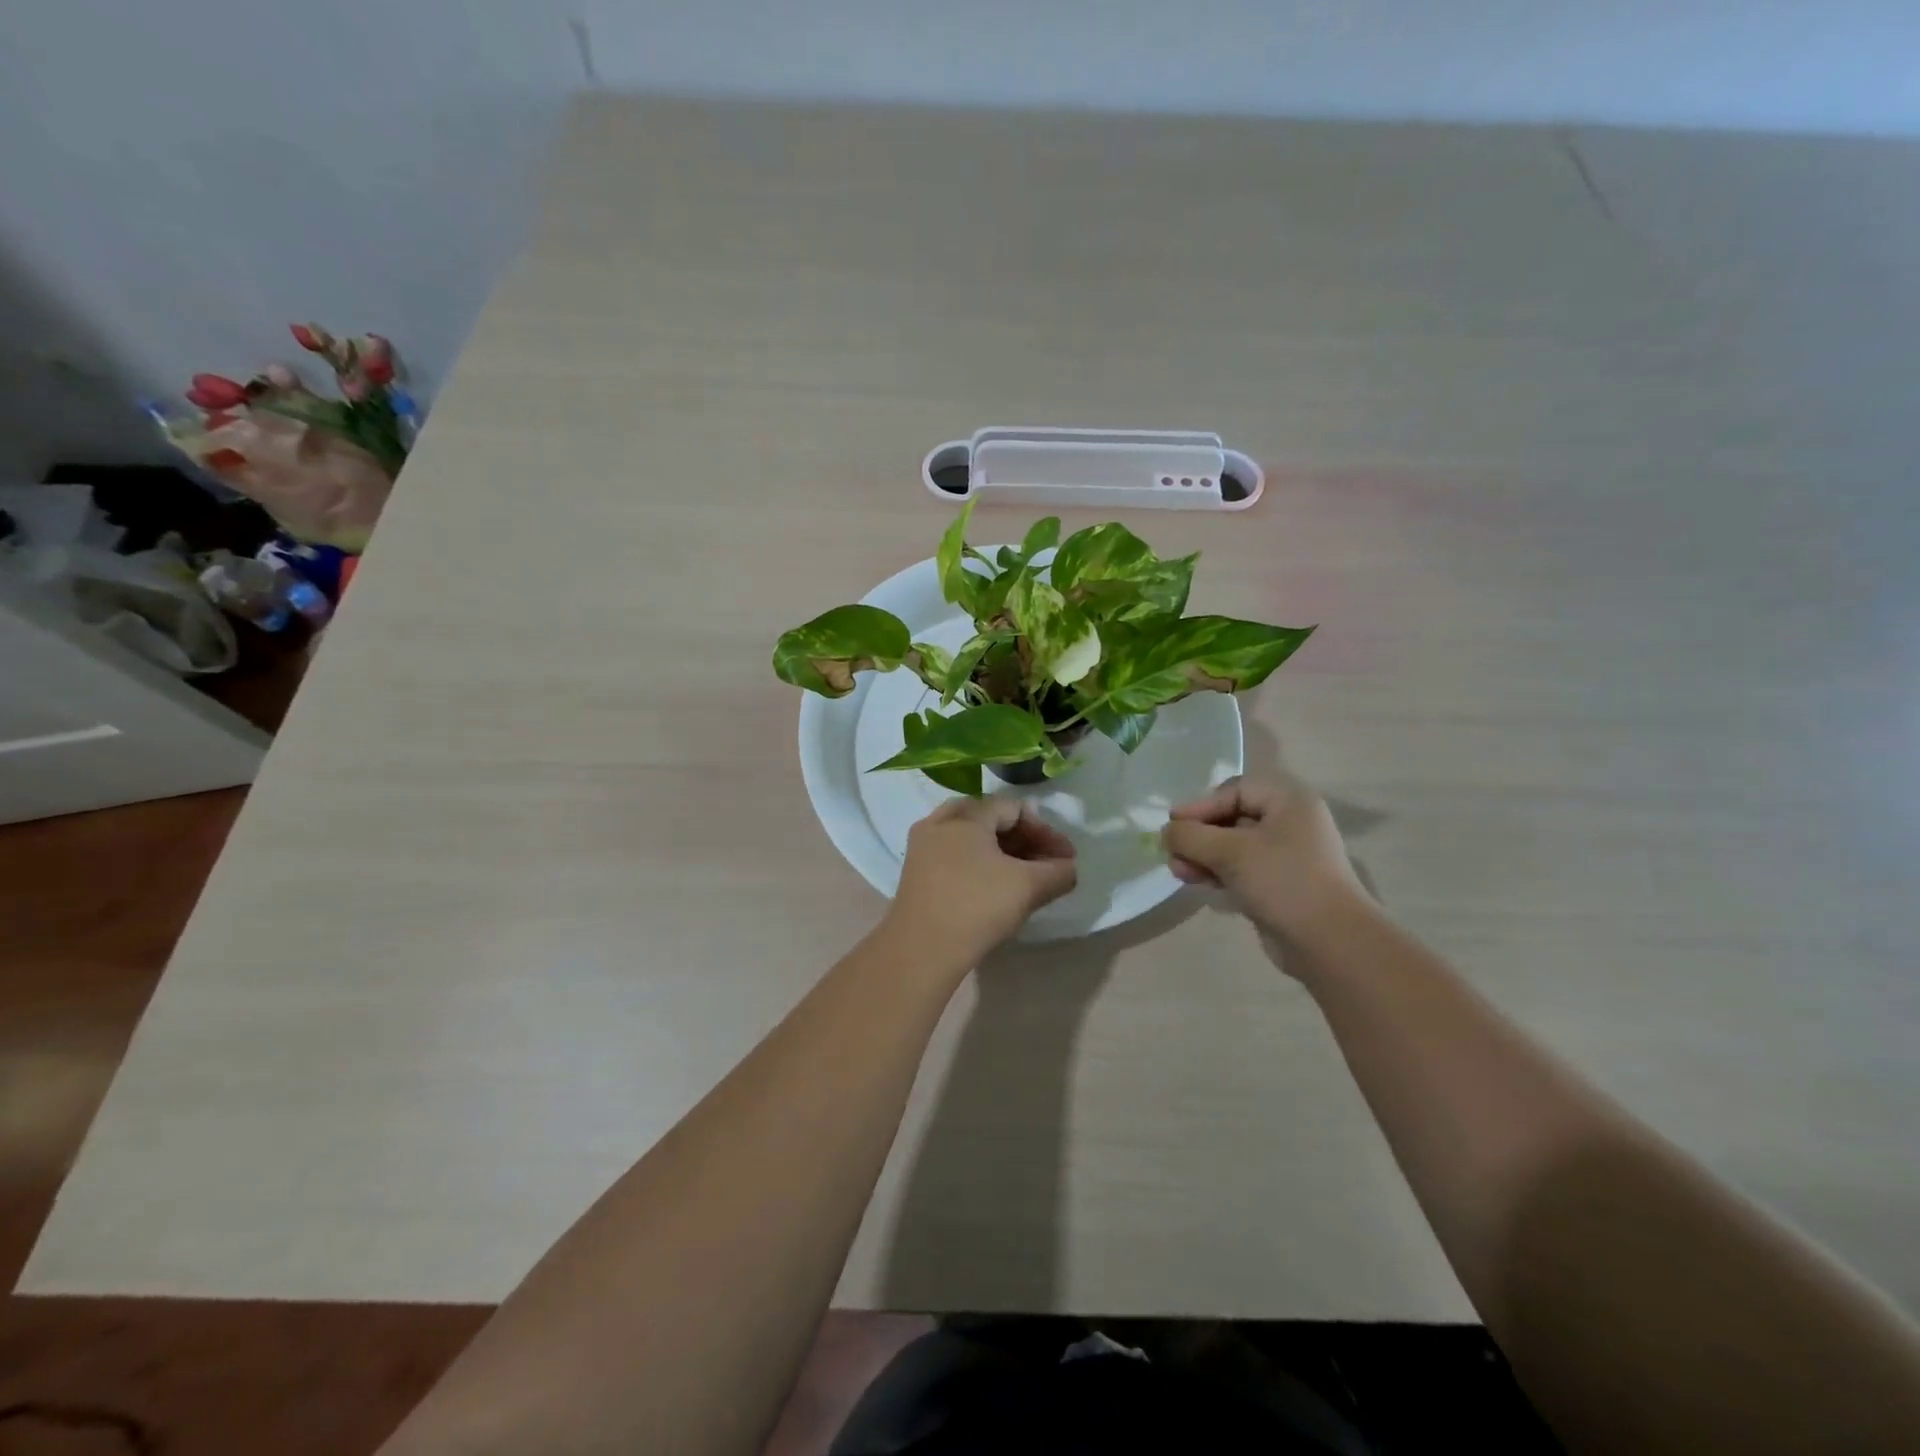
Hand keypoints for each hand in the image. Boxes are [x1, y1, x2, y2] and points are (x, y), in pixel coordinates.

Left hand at [885, 797, 1078, 969]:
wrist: (921, 951)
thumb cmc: (976, 907)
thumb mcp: (1028, 887)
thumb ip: (1058, 872)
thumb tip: (1069, 868)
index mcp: (966, 815)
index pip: (1014, 809)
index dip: (1046, 832)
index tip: (1066, 859)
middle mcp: (939, 822)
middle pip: (992, 819)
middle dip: (1025, 842)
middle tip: (1048, 866)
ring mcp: (922, 847)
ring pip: (972, 839)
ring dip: (1004, 854)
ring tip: (1026, 879)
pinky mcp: (916, 873)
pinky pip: (955, 856)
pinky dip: (980, 865)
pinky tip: (996, 889)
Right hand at [1162, 774, 1362, 939]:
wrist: (1329, 942)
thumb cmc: (1282, 881)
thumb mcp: (1229, 851)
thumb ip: (1191, 836)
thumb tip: (1166, 832)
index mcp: (1288, 802)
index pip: (1235, 791)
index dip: (1201, 805)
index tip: (1172, 825)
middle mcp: (1290, 824)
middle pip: (1232, 818)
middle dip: (1198, 835)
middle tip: (1172, 852)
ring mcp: (1287, 857)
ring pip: (1234, 847)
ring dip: (1203, 856)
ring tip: (1179, 873)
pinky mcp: (1280, 886)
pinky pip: (1242, 871)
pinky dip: (1219, 874)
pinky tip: (1199, 885)